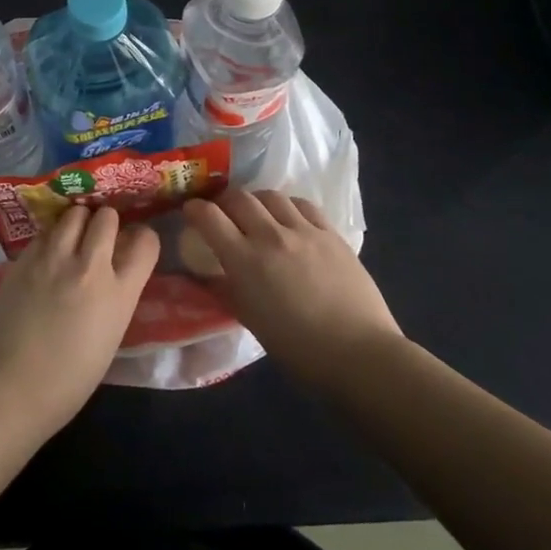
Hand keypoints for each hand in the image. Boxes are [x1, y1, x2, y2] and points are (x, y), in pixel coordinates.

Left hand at [0, 205, 158, 434]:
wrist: (10, 388)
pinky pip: (44, 232)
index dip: (142, 240)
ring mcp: (53, 258)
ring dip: (78, 222)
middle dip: (106, 223)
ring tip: (73, 238)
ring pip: (74, 214)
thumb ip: (115, 298)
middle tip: (99, 238)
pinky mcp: (23, 258)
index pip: (146, 242)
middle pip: (107, 217)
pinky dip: (50, 237)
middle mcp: (89, 266)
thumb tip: (111, 277)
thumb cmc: (67, 382)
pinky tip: (46, 255)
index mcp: (119, 294)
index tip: (134, 245)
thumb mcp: (109, 338)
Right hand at [181, 188, 399, 386]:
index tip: (190, 213)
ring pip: (270, 195)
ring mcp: (304, 231)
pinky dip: (287, 206)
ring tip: (256, 214)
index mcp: (246, 261)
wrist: (360, 354)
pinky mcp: (331, 233)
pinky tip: (288, 218)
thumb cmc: (299, 349)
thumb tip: (206, 275)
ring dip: (255, 200)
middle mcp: (271, 236)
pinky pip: (302, 205)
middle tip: (221, 214)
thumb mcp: (250, 321)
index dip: (194, 210)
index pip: (209, 217)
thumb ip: (225, 291)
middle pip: (238, 198)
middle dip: (223, 202)